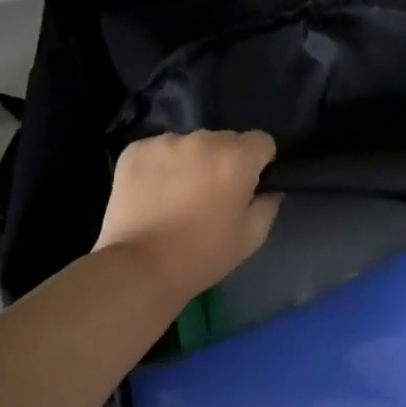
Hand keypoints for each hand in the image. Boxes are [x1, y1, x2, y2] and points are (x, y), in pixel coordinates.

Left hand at [94, 131, 281, 297]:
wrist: (141, 266)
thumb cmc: (204, 254)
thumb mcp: (251, 237)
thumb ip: (268, 206)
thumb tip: (270, 191)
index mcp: (237, 159)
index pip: (262, 141)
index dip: (260, 162)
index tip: (249, 185)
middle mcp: (203, 140)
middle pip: (225, 140)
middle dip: (225, 160)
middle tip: (214, 193)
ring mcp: (165, 142)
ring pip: (191, 144)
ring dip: (193, 161)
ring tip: (180, 195)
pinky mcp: (135, 150)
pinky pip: (159, 150)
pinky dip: (162, 166)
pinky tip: (155, 193)